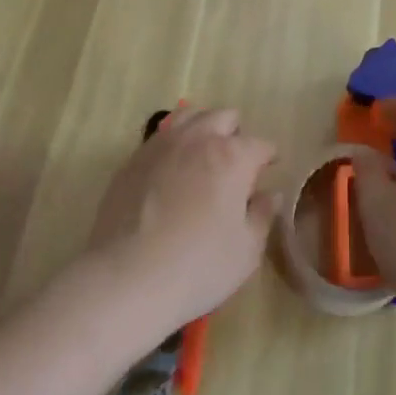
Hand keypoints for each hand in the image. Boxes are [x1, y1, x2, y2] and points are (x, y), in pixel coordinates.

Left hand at [83, 107, 278, 340]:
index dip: (268, 157)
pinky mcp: (134, 158)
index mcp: (232, 156)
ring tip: (202, 157)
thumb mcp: (246, 251)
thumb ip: (262, 216)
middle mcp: (198, 138)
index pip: (260, 144)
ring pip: (189, 116)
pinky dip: (173, 145)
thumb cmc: (197, 267)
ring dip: (203, 129)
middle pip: (224, 117)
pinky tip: (170, 172)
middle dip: (235, 135)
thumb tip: (270, 194)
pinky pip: (161, 136)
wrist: (125, 278)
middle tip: (235, 165)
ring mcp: (162, 144)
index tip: (268, 170)